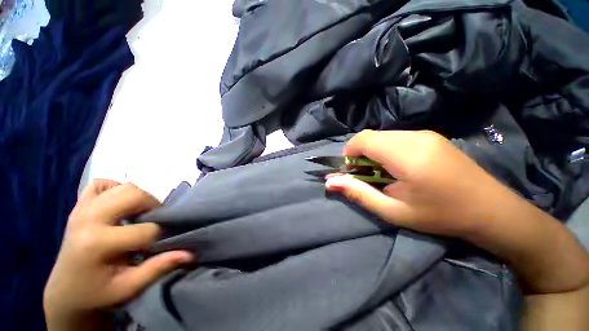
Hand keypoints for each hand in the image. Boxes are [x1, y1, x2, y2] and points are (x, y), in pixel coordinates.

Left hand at [44, 180, 193, 330]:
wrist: (65, 291)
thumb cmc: (97, 293)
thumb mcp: (128, 288)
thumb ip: (158, 268)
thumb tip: (190, 253)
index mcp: (96, 243)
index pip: (145, 229)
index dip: (160, 236)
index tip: (159, 245)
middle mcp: (87, 219)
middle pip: (134, 195)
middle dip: (153, 206)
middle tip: (155, 221)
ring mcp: (81, 209)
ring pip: (122, 186)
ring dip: (139, 197)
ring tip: (140, 214)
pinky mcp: (78, 206)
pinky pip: (100, 183)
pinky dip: (115, 187)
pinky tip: (119, 204)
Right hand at [325, 130, 507, 237]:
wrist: (490, 209)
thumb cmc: (440, 215)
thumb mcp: (393, 211)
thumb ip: (358, 193)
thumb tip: (329, 182)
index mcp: (406, 156)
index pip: (363, 139)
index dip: (349, 153)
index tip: (352, 170)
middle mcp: (415, 137)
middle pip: (370, 136)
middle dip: (360, 153)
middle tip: (367, 175)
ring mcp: (425, 134)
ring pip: (382, 136)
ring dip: (373, 152)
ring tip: (384, 173)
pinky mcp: (430, 135)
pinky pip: (395, 137)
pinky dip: (386, 149)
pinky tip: (399, 167)